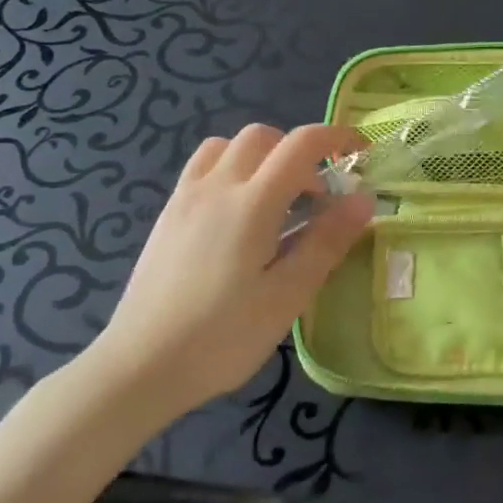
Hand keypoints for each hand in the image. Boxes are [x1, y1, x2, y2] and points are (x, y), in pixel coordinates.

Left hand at [92, 123, 374, 415]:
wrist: (139, 367)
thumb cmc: (222, 336)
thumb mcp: (287, 295)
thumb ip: (326, 241)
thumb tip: (363, 199)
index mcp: (252, 203)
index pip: (301, 144)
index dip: (336, 137)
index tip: (360, 153)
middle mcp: (217, 186)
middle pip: (263, 136)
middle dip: (298, 150)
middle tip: (317, 194)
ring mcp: (186, 197)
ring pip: (228, 146)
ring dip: (261, 156)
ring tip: (276, 198)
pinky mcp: (168, 215)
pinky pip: (203, 167)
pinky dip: (231, 169)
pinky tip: (238, 214)